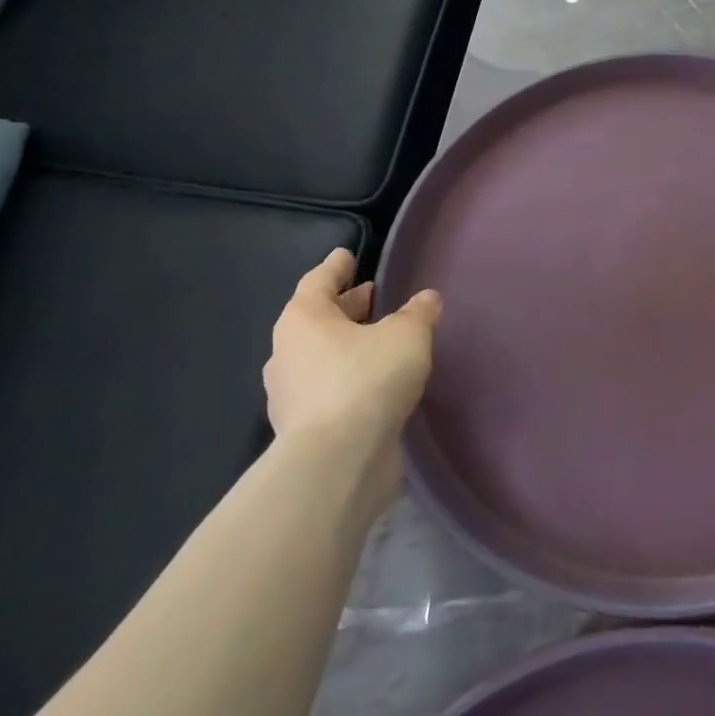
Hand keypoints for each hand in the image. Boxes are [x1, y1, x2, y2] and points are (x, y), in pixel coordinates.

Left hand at [263, 248, 440, 505]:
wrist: (338, 460)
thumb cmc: (367, 379)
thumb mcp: (407, 335)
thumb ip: (418, 313)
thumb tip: (426, 299)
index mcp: (303, 320)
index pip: (318, 281)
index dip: (337, 267)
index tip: (348, 255)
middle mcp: (288, 353)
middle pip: (319, 319)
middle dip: (349, 307)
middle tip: (376, 297)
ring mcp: (292, 394)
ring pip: (324, 356)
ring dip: (350, 345)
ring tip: (385, 341)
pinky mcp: (306, 429)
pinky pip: (331, 389)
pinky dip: (352, 379)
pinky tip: (380, 383)